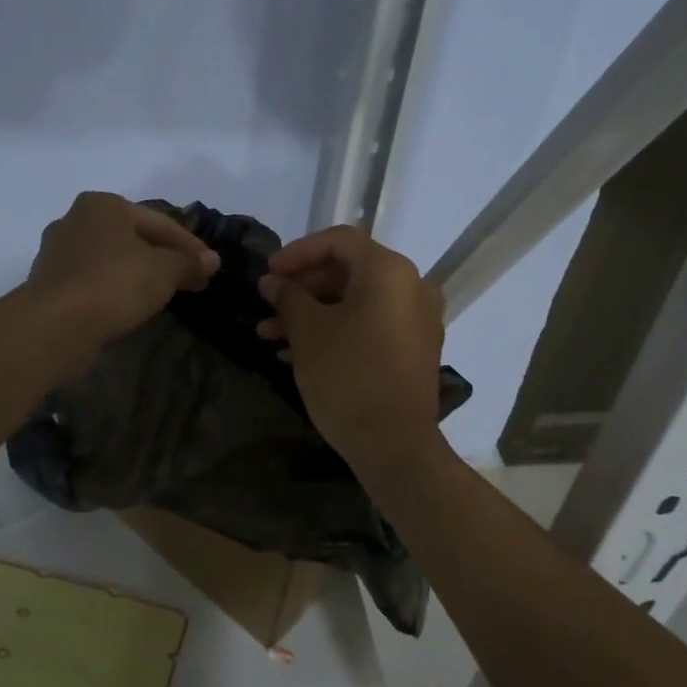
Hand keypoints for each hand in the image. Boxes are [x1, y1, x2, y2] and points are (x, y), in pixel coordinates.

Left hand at [24, 192, 218, 354]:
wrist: (55, 325)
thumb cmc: (114, 284)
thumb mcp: (164, 271)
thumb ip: (189, 263)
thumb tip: (212, 261)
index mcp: (102, 204)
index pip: (158, 222)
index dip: (189, 245)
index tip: (209, 267)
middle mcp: (75, 219)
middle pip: (132, 238)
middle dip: (162, 257)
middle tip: (189, 279)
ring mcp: (56, 252)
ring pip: (110, 259)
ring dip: (137, 273)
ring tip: (161, 293)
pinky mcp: (48, 283)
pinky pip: (92, 280)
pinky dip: (113, 289)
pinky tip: (128, 305)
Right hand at [255, 226, 446, 468]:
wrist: (394, 445)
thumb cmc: (347, 376)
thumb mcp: (308, 332)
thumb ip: (288, 297)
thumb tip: (272, 282)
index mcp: (389, 271)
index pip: (339, 241)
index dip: (297, 252)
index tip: (268, 273)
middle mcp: (412, 286)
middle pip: (349, 270)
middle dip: (303, 287)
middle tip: (268, 304)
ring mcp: (418, 320)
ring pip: (357, 301)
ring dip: (313, 312)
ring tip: (271, 335)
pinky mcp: (415, 349)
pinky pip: (371, 324)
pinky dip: (337, 330)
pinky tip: (298, 352)